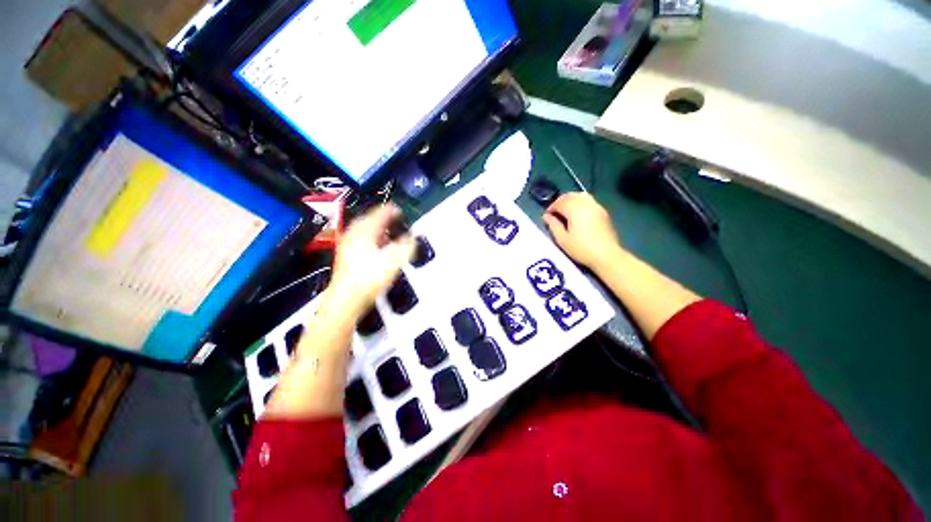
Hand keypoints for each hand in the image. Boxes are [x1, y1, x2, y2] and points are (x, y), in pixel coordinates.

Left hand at [329, 204, 415, 316]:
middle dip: (383, 219)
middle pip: (369, 219)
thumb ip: (406, 246)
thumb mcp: (394, 260)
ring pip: (363, 229)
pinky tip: (376, 246)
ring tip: (387, 231)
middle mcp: (353, 235)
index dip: (392, 211)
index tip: (399, 210)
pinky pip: (360, 239)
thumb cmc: (369, 278)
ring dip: (376, 228)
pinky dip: (370, 238)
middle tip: (393, 218)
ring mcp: (347, 245)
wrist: (347, 298)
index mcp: (364, 231)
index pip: (380, 213)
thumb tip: (411, 238)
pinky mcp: (346, 256)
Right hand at [542, 192, 623, 269]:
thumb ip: (553, 225)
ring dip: (570, 201)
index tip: (546, 217)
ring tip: (565, 212)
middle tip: (554, 214)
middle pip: (569, 196)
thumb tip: (546, 217)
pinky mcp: (602, 211)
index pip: (559, 202)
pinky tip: (577, 214)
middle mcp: (586, 203)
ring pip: (579, 196)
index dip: (550, 208)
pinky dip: (579, 202)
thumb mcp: (562, 239)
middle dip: (559, 202)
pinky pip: (588, 200)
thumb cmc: (582, 249)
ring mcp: (596, 206)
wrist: (607, 255)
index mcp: (574, 209)